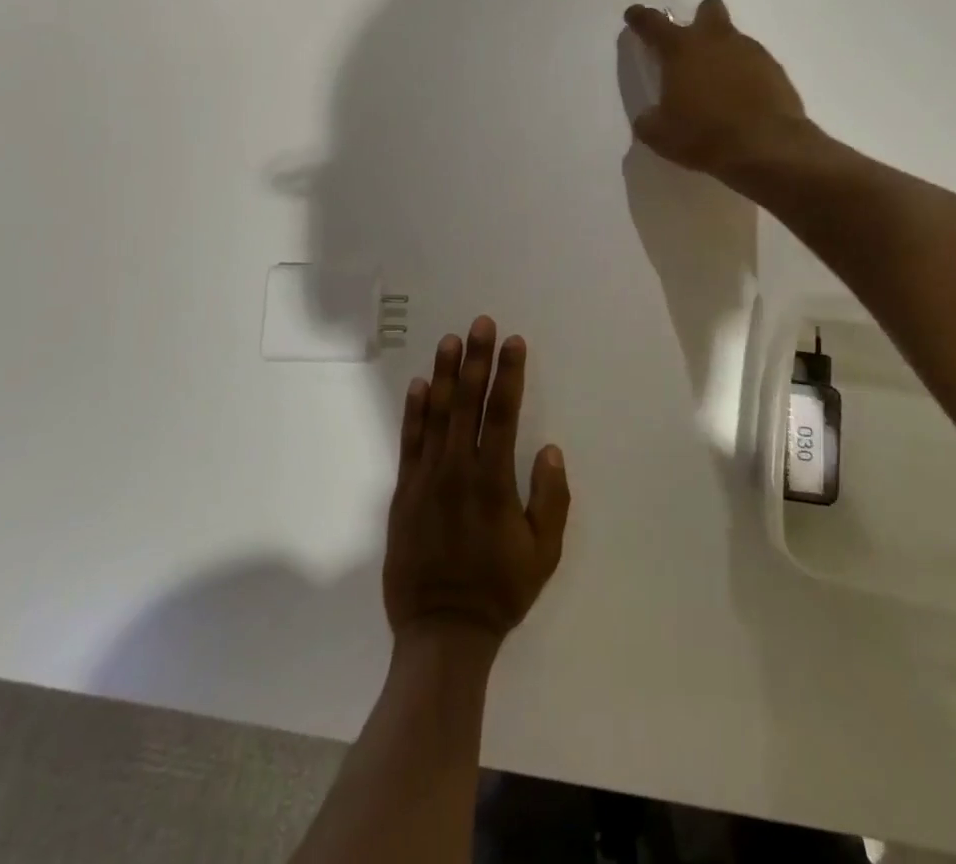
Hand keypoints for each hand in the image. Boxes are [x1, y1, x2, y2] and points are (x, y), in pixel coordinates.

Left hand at [384, 317, 569, 651]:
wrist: (441, 632)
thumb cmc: (499, 592)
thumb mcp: (543, 553)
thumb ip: (551, 498)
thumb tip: (549, 449)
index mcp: (493, 481)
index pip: (503, 413)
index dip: (509, 374)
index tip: (514, 342)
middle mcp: (458, 469)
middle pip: (468, 402)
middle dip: (477, 359)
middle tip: (482, 323)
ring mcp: (426, 478)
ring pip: (436, 414)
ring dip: (445, 374)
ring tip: (450, 340)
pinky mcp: (404, 492)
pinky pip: (409, 442)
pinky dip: (414, 412)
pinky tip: (419, 385)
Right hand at [623, 0, 809, 183]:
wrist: (767, 147)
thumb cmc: (703, 136)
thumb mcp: (660, 135)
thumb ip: (649, 120)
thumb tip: (650, 116)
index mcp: (681, 50)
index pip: (653, 24)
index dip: (641, 18)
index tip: (634, 15)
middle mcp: (716, 41)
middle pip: (708, 10)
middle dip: (699, 21)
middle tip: (692, 48)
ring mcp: (751, 52)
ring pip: (734, 39)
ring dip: (723, 54)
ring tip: (718, 88)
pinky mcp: (776, 70)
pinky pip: (755, 64)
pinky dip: (746, 76)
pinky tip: (742, 101)